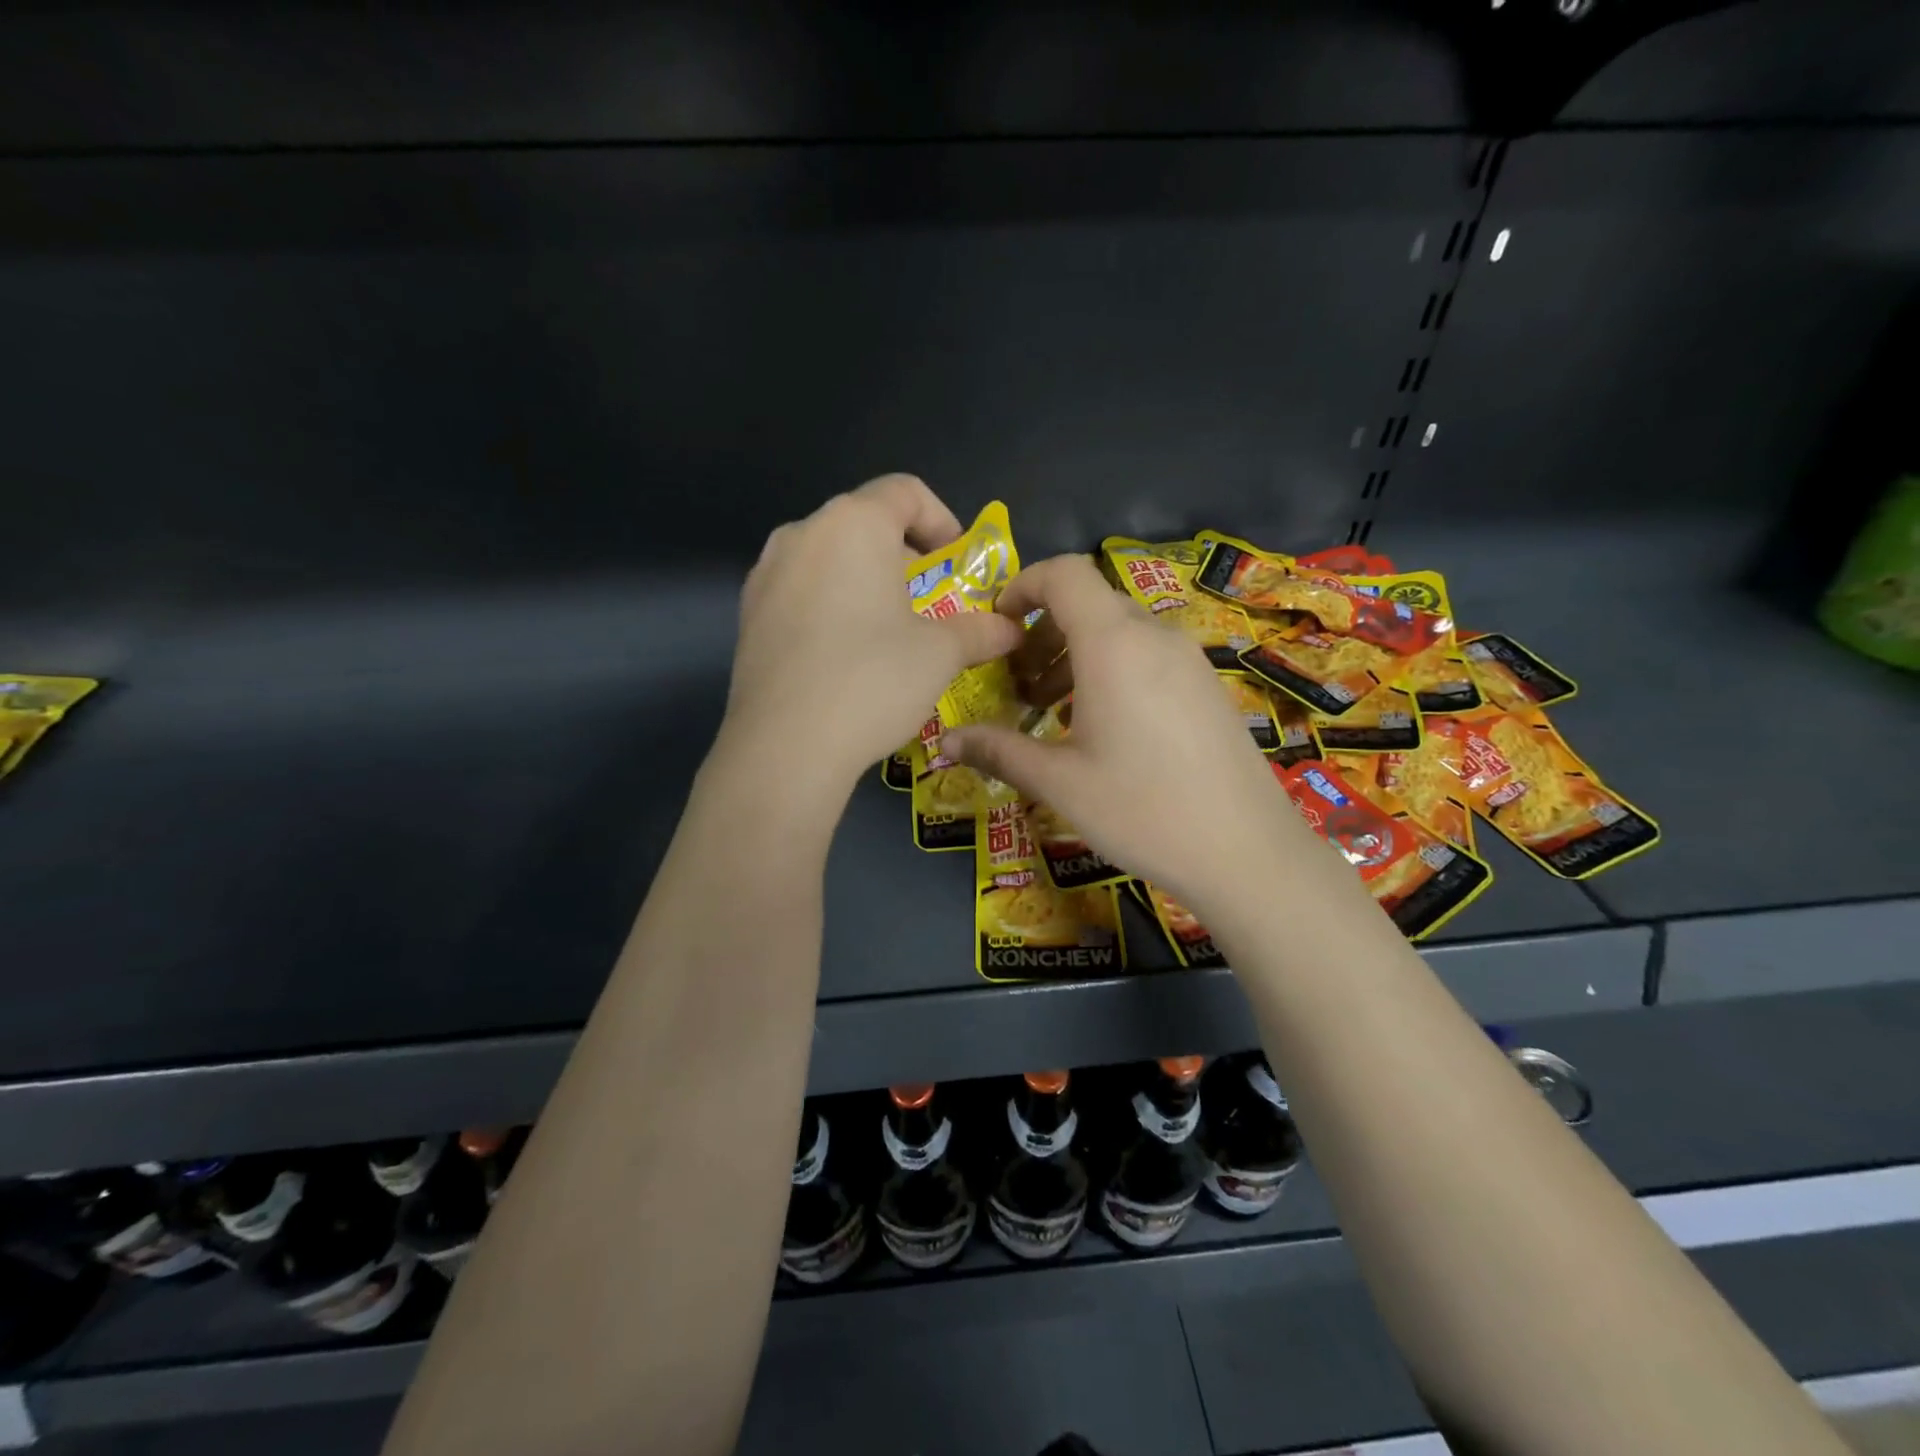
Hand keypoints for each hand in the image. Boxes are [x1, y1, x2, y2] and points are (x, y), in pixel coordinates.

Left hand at [723, 475, 1023, 797]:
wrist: (785, 745)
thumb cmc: (873, 680)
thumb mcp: (940, 654)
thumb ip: (980, 631)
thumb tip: (1011, 629)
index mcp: (853, 524)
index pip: (905, 491)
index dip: (941, 520)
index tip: (956, 562)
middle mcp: (802, 533)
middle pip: (864, 522)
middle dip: (904, 556)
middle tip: (928, 603)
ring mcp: (766, 573)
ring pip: (828, 558)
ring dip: (864, 581)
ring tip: (885, 630)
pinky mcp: (748, 614)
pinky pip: (799, 592)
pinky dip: (829, 605)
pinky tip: (843, 655)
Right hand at [941, 554, 1329, 918]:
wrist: (1248, 852)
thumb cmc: (1143, 810)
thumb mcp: (1059, 782)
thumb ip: (999, 750)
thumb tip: (944, 742)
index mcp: (1113, 643)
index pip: (1064, 573)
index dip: (1023, 586)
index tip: (999, 629)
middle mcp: (1154, 636)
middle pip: (1088, 603)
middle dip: (1043, 632)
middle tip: (1019, 686)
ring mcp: (1188, 659)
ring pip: (1119, 631)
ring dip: (1075, 655)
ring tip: (1052, 711)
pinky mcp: (1206, 685)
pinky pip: (1147, 655)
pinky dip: (1111, 670)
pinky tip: (1103, 729)